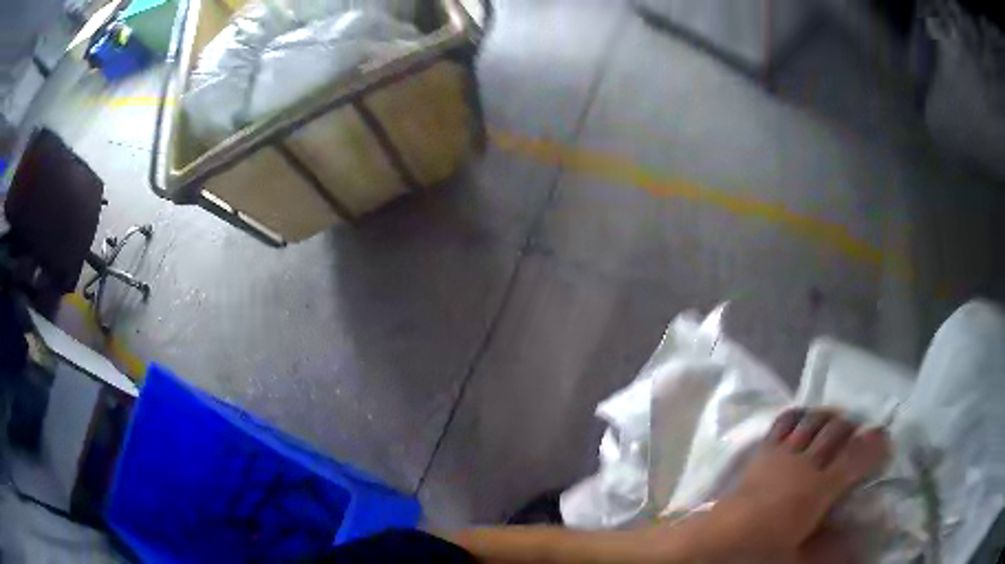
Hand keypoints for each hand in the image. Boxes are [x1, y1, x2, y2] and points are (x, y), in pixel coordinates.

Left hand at [711, 409, 889, 558]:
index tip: (885, 437)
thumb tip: (858, 548)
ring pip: (813, 420)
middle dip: (852, 426)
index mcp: (820, 489)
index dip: (874, 443)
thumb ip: (831, 551)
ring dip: (829, 416)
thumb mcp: (800, 558)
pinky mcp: (763, 451)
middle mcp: (805, 463)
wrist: (717, 541)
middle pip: (836, 430)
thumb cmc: (761, 552)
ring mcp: (783, 453)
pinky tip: (804, 416)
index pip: (856, 456)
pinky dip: (799, 414)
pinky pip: (784, 422)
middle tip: (858, 434)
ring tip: (836, 421)